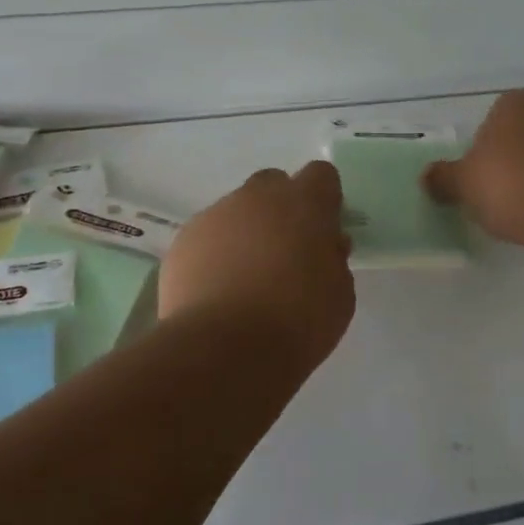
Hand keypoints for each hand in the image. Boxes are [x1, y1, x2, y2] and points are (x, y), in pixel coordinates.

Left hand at [160, 161, 356, 372]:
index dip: (324, 200)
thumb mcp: (340, 294)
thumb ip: (333, 259)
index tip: (324, 231)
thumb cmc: (298, 322)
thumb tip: (323, 246)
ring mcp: (215, 215)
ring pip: (236, 210)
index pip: (321, 176)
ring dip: (246, 232)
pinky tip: (217, 292)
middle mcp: (258, 197)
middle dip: (281, 209)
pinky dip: (215, 255)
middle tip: (285, 253)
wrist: (224, 349)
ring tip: (246, 280)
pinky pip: (207, 237)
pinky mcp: (183, 240)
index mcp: (305, 203)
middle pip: (273, 184)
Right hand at [425, 91, 523, 244]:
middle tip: (497, 195)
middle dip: (512, 162)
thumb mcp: (461, 184)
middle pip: (523, 137)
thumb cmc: (506, 184)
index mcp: (516, 103)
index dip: (481, 151)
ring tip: (522, 211)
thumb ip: (442, 178)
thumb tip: (427, 177)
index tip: (478, 179)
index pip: (491, 121)